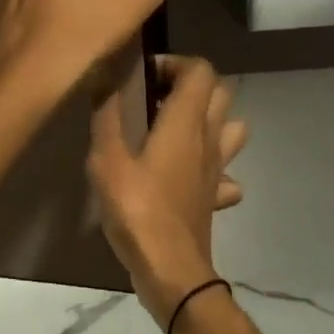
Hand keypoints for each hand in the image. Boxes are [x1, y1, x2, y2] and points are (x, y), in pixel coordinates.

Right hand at [88, 56, 248, 324]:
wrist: (171, 270)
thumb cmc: (137, 209)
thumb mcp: (107, 160)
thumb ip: (106, 116)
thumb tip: (102, 75)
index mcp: (185, 122)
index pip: (201, 70)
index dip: (176, 63)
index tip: (145, 75)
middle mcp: (208, 139)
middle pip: (221, 93)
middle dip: (192, 85)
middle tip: (156, 97)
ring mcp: (218, 169)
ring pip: (231, 129)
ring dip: (209, 121)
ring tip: (174, 130)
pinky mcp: (215, 197)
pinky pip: (225, 173)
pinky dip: (213, 168)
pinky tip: (189, 177)